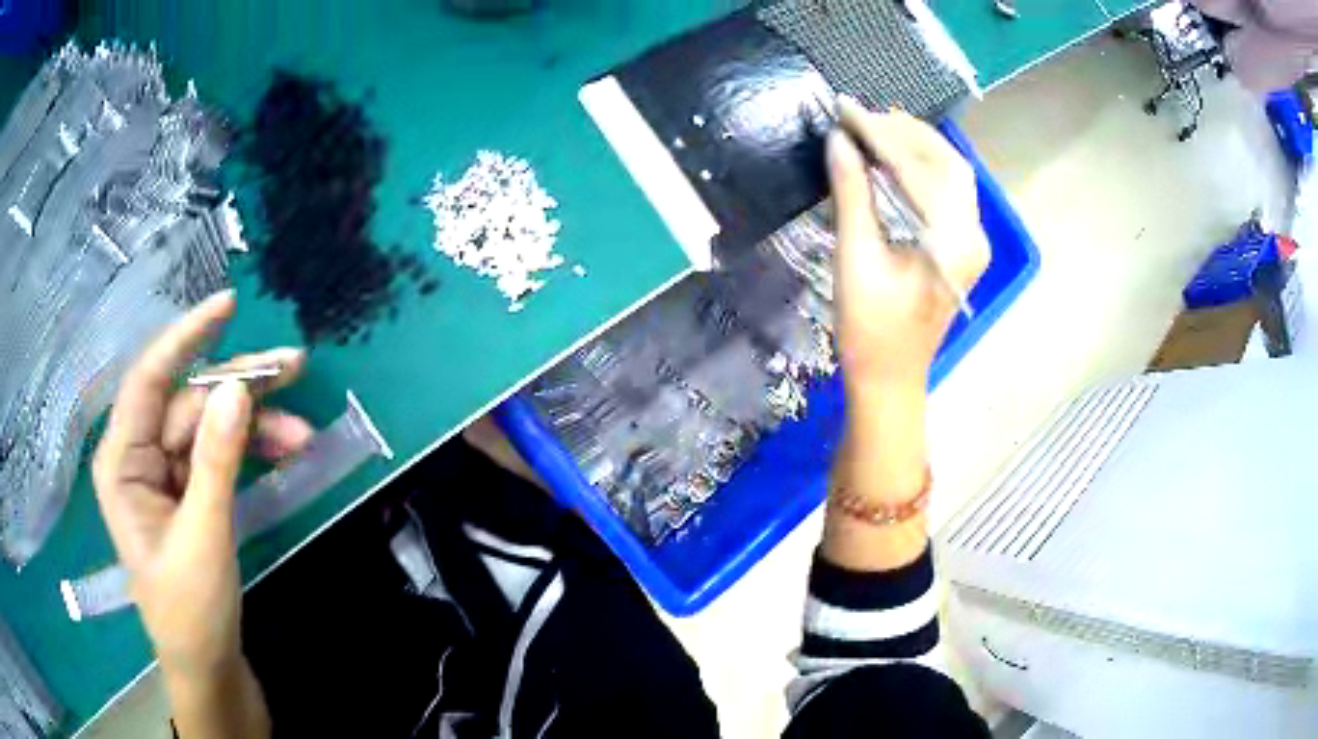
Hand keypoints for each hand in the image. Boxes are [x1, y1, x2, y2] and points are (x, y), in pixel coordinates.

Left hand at [92, 291, 312, 678]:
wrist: (209, 672)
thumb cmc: (191, 614)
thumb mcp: (204, 539)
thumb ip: (216, 462)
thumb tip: (238, 389)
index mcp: (122, 462)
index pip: (149, 379)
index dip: (186, 337)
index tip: (228, 306)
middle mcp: (139, 457)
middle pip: (189, 402)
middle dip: (240, 390)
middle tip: (295, 369)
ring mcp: (165, 477)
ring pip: (210, 429)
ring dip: (255, 427)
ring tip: (303, 435)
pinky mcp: (189, 496)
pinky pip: (218, 457)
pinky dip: (250, 452)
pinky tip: (283, 451)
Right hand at [827, 97, 989, 395]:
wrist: (890, 379)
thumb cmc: (869, 329)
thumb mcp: (855, 258)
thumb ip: (851, 193)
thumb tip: (839, 139)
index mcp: (952, 241)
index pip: (918, 168)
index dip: (878, 134)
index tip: (844, 109)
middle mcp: (973, 235)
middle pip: (948, 162)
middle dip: (905, 132)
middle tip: (860, 115)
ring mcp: (972, 241)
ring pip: (951, 174)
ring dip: (915, 146)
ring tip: (874, 126)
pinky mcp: (962, 247)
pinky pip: (947, 193)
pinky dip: (921, 168)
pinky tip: (893, 157)